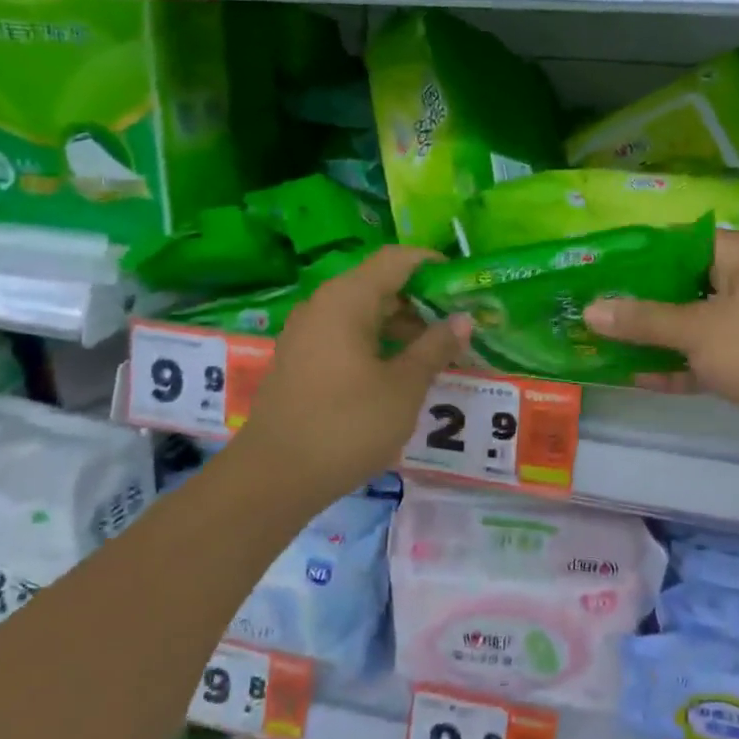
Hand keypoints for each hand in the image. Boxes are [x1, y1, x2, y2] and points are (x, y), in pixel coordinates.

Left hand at [226, 246, 468, 506]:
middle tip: (460, 324)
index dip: (432, 265)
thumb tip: (463, 319)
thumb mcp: (404, 387)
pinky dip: (378, 343)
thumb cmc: (347, 425)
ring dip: (402, 326)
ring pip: (363, 313)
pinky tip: (401, 371)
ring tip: (438, 351)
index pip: (396, 259)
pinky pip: (346, 336)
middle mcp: (323, 306)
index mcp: (347, 299)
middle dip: (422, 301)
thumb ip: (435, 348)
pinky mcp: (301, 361)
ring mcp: (307, 334)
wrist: (274, 478)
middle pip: (380, 285)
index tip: (464, 284)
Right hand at [584, 230, 738, 473]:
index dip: (637, 254)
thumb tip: (590, 311)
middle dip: (638, 300)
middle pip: (682, 284)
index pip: (680, 242)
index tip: (597, 267)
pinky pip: (703, 357)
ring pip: (691, 324)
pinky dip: (675, 366)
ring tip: (601, 339)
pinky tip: (634, 376)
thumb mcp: (697, 329)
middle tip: (591, 305)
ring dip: (652, 336)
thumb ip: (643, 320)